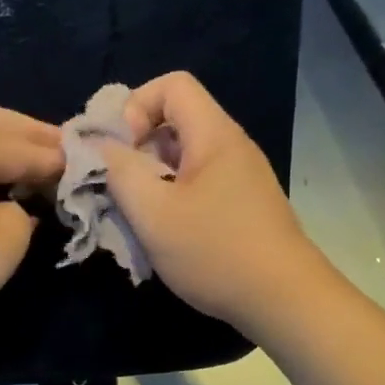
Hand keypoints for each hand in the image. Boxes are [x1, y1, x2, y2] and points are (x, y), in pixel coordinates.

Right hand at [101, 72, 327, 334]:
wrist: (283, 300)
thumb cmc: (215, 252)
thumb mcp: (154, 213)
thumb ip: (120, 173)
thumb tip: (101, 148)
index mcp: (214, 135)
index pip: (172, 85)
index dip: (135, 106)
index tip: (119, 151)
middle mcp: (230, 147)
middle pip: (176, 122)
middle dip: (137, 149)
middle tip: (117, 188)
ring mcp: (240, 179)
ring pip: (183, 160)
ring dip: (151, 180)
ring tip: (135, 216)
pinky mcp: (242, 207)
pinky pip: (197, 187)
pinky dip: (172, 201)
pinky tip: (163, 236)